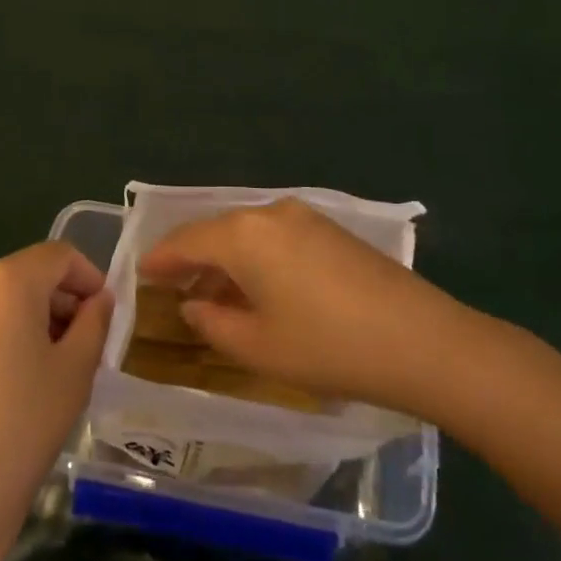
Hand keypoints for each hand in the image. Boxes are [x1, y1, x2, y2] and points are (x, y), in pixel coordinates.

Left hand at [0, 242, 111, 556]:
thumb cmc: (23, 426)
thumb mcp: (76, 371)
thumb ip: (94, 322)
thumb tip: (99, 300)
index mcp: (5, 281)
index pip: (59, 256)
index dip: (90, 277)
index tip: (106, 316)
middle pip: (29, 274)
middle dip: (62, 299)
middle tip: (86, 345)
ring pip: (4, 298)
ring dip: (35, 317)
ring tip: (54, 366)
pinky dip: (6, 333)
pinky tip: (17, 381)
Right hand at [139, 198, 465, 411]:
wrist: (420, 340)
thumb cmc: (327, 347)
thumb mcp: (258, 347)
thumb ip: (213, 324)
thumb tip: (194, 306)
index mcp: (243, 235)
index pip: (186, 240)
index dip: (160, 259)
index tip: (140, 273)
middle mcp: (269, 213)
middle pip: (217, 232)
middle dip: (192, 259)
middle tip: (172, 287)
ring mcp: (304, 218)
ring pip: (247, 234)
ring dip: (225, 261)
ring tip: (212, 295)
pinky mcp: (331, 230)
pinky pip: (275, 237)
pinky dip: (256, 259)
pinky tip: (258, 289)